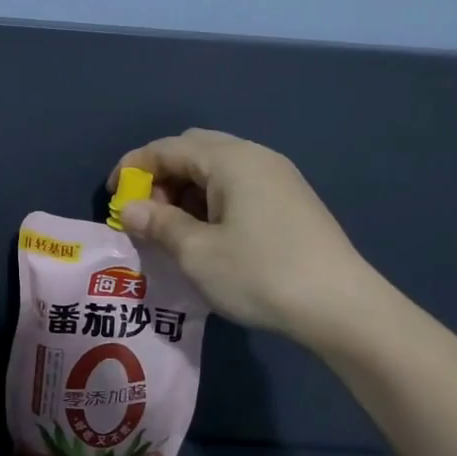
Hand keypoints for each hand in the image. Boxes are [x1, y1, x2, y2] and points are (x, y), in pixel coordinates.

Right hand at [111, 129, 387, 349]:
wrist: (343, 308)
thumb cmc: (261, 274)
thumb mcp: (197, 252)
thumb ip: (158, 224)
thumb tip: (128, 208)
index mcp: (230, 159)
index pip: (168, 147)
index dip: (133, 167)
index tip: (113, 197)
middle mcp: (255, 156)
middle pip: (194, 150)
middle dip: (161, 176)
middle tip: (146, 213)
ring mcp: (278, 177)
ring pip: (217, 168)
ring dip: (186, 189)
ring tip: (173, 229)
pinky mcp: (291, 200)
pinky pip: (238, 185)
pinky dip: (211, 199)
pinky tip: (208, 234)